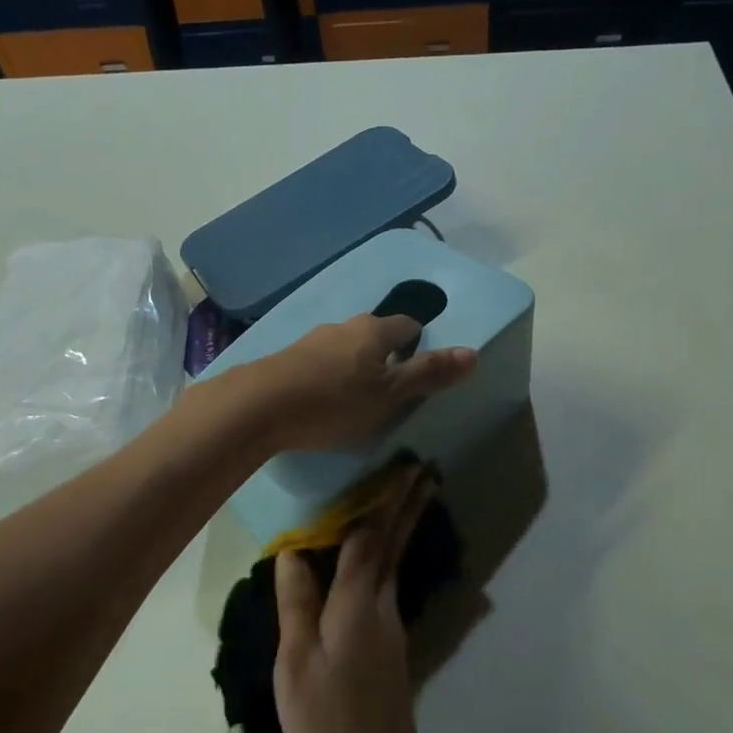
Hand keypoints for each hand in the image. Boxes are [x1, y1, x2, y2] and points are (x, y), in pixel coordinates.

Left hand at [252, 315, 474, 450]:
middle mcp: (343, 327)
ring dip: (355, 367)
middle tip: (391, 389)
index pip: (407, 326)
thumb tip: (473, 353)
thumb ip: (429, 375)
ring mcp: (311, 340)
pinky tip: (323, 400)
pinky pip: (320, 363)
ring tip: (357, 399)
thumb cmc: (334, 401)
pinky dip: (329, 376)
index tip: (420, 371)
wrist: (259, 406)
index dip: (418, 344)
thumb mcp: (389, 394)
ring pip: (345, 348)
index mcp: (374, 330)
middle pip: (375, 335)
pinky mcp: (287, 359)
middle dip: (386, 356)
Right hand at [274, 464, 442, 732]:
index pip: (370, 540)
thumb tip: (293, 552)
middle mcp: (381, 608)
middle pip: (394, 546)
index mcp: (357, 605)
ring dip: (401, 528)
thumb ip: (297, 604)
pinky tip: (374, 560)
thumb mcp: (297, 663)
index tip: (403, 467)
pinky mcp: (389, 648)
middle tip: (425, 470)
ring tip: (402, 500)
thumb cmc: (326, 721)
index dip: (383, 501)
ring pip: (394, 564)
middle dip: (408, 506)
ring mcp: (390, 629)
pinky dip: (386, 558)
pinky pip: (385, 586)